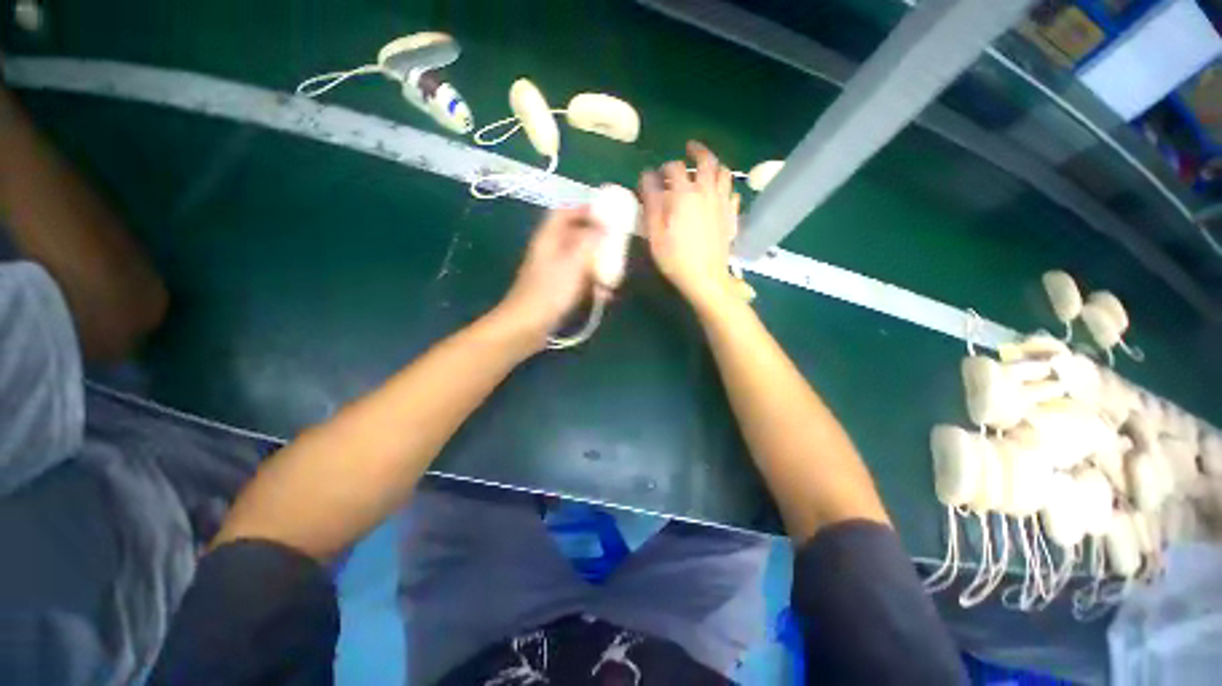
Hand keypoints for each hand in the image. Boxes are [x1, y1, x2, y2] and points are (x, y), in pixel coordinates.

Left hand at [493, 207, 601, 347]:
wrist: (527, 326)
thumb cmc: (550, 291)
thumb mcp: (573, 262)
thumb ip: (590, 241)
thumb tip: (604, 226)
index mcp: (549, 238)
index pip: (564, 212)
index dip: (584, 210)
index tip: (608, 215)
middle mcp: (550, 251)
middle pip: (575, 236)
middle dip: (597, 240)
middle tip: (616, 246)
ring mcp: (553, 271)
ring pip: (579, 259)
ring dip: (597, 265)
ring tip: (613, 275)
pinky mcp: (557, 289)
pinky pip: (578, 279)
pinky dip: (591, 283)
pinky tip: (604, 296)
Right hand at [639, 141, 741, 312]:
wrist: (705, 278)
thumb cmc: (675, 258)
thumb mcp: (655, 233)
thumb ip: (651, 202)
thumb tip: (647, 177)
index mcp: (685, 194)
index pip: (673, 168)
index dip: (662, 169)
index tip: (655, 177)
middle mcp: (707, 191)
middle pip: (706, 161)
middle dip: (696, 151)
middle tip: (689, 148)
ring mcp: (723, 203)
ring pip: (724, 173)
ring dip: (714, 165)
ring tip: (706, 168)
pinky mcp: (731, 216)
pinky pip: (732, 193)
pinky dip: (725, 188)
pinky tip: (719, 194)